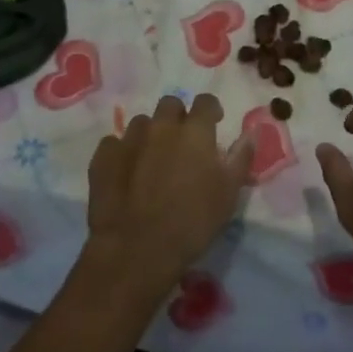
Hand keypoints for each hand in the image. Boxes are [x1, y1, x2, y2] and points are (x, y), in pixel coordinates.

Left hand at [84, 93, 252, 295]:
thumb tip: (249, 132)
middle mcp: (161, 126)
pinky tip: (126, 173)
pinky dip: (123, 153)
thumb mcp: (228, 194)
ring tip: (152, 161)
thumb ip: (240, 157)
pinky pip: (115, 143)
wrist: (136, 249)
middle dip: (178, 118)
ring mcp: (129, 139)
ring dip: (150, 135)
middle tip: (182, 144)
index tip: (214, 124)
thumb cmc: (191, 223)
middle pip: (170, 105)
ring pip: (142, 123)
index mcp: (195, 132)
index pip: (206, 102)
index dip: (211, 111)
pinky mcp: (103, 156)